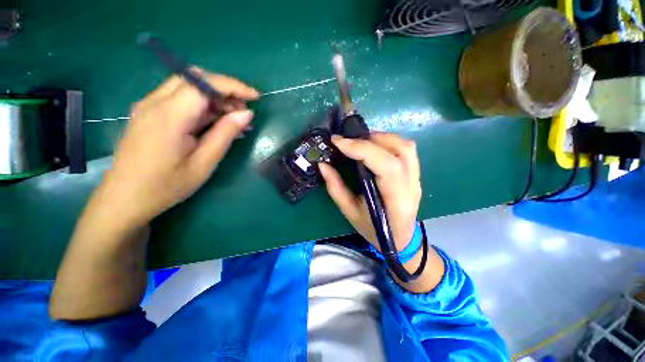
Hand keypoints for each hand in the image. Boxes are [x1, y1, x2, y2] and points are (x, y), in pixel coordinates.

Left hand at [97, 70, 258, 230]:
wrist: (125, 198)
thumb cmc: (167, 185)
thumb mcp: (204, 162)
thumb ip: (225, 134)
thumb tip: (246, 114)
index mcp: (169, 115)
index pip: (204, 84)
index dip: (233, 86)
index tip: (255, 97)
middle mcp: (154, 102)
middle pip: (195, 79)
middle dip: (224, 90)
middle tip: (243, 112)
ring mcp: (148, 106)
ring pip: (187, 86)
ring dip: (214, 97)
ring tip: (233, 119)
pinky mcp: (148, 112)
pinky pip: (179, 98)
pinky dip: (201, 104)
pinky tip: (214, 122)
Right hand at [319, 133, 421, 251]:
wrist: (400, 239)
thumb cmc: (374, 230)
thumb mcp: (350, 213)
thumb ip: (336, 188)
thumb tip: (323, 165)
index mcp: (396, 201)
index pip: (386, 166)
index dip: (362, 149)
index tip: (339, 142)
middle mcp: (411, 186)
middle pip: (399, 151)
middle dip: (369, 140)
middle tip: (347, 142)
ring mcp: (417, 178)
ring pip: (406, 146)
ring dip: (381, 138)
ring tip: (361, 142)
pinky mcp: (415, 174)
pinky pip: (407, 149)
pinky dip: (388, 141)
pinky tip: (374, 147)